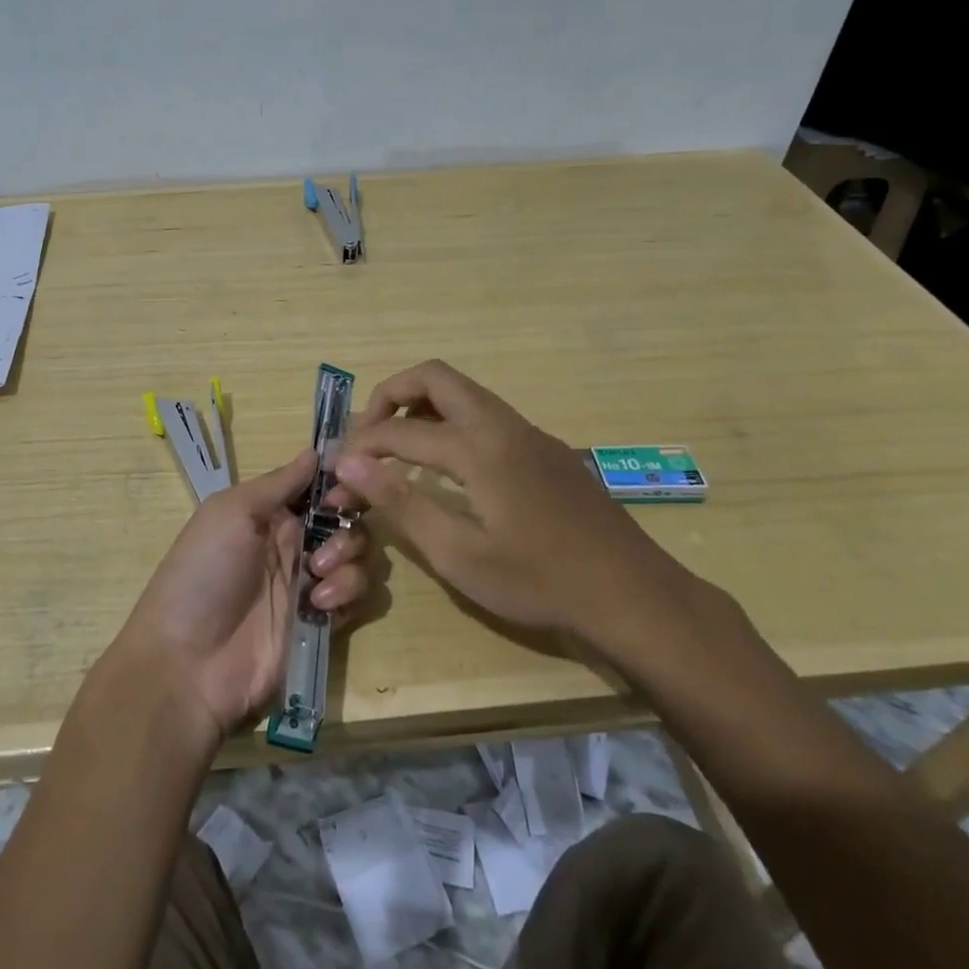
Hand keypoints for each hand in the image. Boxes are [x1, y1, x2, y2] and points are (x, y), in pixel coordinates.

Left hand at [114, 449, 373, 744]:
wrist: (189, 663)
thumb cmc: (204, 573)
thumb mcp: (231, 513)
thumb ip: (278, 483)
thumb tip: (315, 451)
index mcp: (270, 513)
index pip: (320, 486)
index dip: (341, 480)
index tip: (348, 483)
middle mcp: (294, 543)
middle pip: (347, 518)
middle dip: (349, 521)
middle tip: (327, 539)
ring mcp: (309, 584)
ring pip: (359, 556)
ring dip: (348, 560)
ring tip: (316, 578)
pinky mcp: (322, 623)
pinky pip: (358, 598)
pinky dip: (348, 595)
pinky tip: (319, 605)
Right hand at [333, 360, 701, 664]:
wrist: (631, 593)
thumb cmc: (539, 581)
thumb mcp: (459, 554)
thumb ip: (401, 502)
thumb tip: (349, 464)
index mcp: (478, 448)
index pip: (400, 430)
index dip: (360, 447)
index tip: (336, 469)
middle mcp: (502, 424)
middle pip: (435, 376)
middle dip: (391, 395)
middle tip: (368, 436)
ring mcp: (528, 432)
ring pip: (464, 392)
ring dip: (423, 406)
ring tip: (398, 447)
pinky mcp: (545, 448)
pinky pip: (486, 413)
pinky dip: (453, 421)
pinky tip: (449, 466)